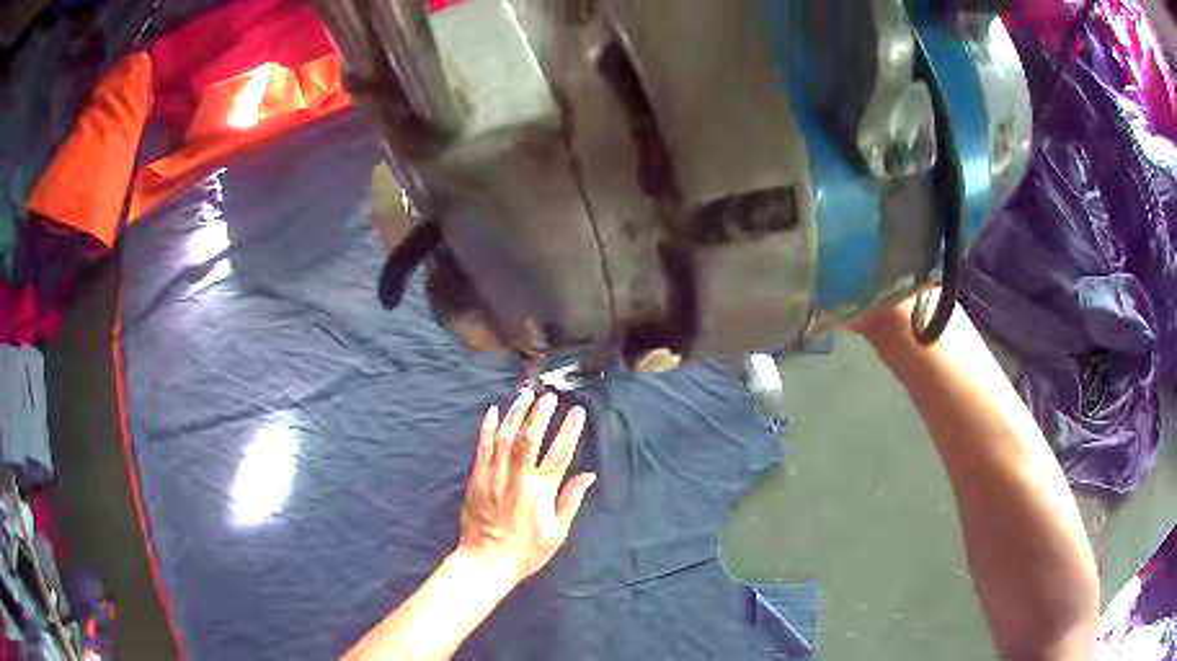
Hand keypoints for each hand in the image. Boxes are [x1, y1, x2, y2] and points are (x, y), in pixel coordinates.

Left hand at [457, 389, 596, 583]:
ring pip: (506, 437)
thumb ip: (570, 501)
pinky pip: (483, 447)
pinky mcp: (477, 478)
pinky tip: (493, 411)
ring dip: (516, 413)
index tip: (577, 411)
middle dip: (541, 413)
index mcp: (541, 492)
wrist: (486, 561)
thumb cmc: (525, 552)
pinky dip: (488, 428)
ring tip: (526, 394)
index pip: (560, 453)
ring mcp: (495, 475)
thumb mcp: (557, 534)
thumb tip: (588, 476)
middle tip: (550, 395)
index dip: (570, 430)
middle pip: (531, 437)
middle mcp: (518, 478)